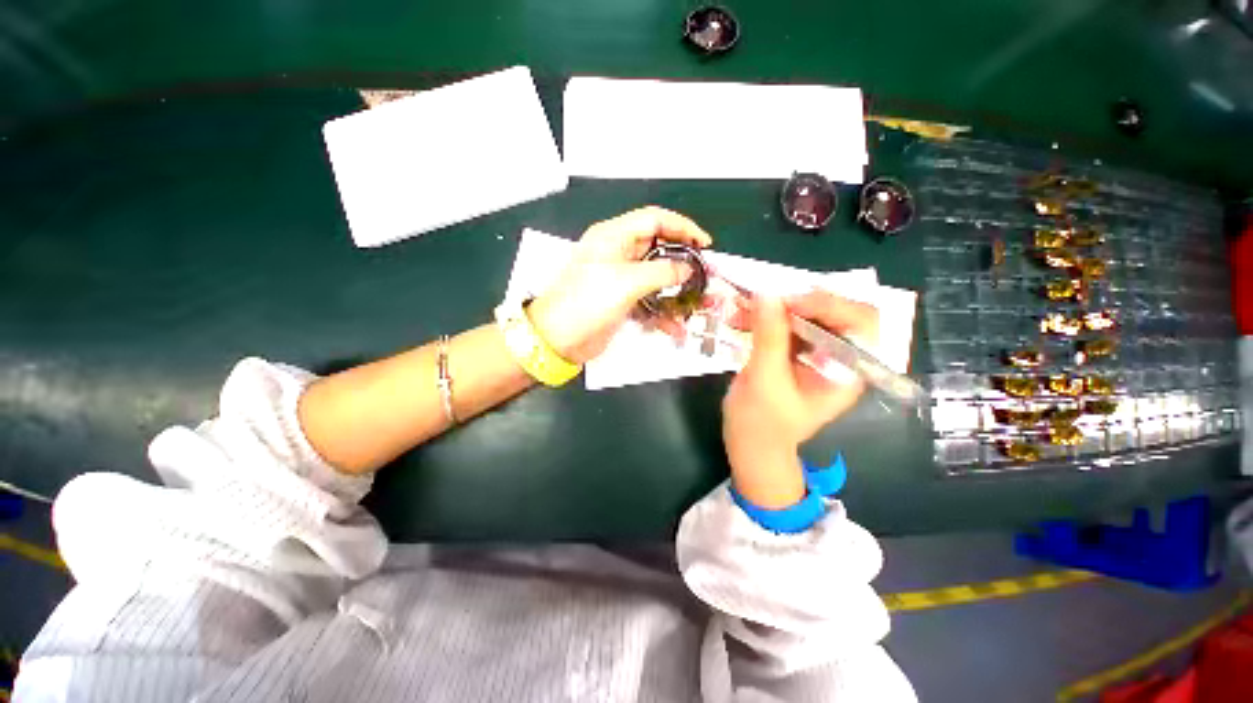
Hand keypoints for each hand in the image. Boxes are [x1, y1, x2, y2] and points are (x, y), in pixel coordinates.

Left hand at [528, 206, 712, 363]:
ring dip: (675, 290)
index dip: (682, 228)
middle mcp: (616, 253)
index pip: (655, 220)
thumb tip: (686, 268)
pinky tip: (673, 326)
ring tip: (695, 302)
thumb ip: (662, 271)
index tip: (705, 244)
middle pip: (657, 248)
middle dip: (682, 262)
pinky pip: (648, 299)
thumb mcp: (626, 282)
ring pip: (655, 277)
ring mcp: (619, 278)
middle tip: (704, 274)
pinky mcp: (621, 300)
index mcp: (613, 237)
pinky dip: (662, 311)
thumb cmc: (586, 303)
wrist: (558, 339)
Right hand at [722, 292, 878, 507]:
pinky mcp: (794, 352)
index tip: (789, 301)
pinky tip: (741, 316)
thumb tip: (767, 294)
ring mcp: (816, 354)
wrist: (750, 446)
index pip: (860, 323)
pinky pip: (785, 324)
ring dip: (775, 306)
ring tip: (744, 304)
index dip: (830, 304)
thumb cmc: (761, 424)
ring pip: (805, 314)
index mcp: (847, 371)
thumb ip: (769, 337)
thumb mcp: (765, 381)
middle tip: (765, 297)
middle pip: (833, 312)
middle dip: (798, 300)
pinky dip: (764, 317)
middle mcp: (838, 358)